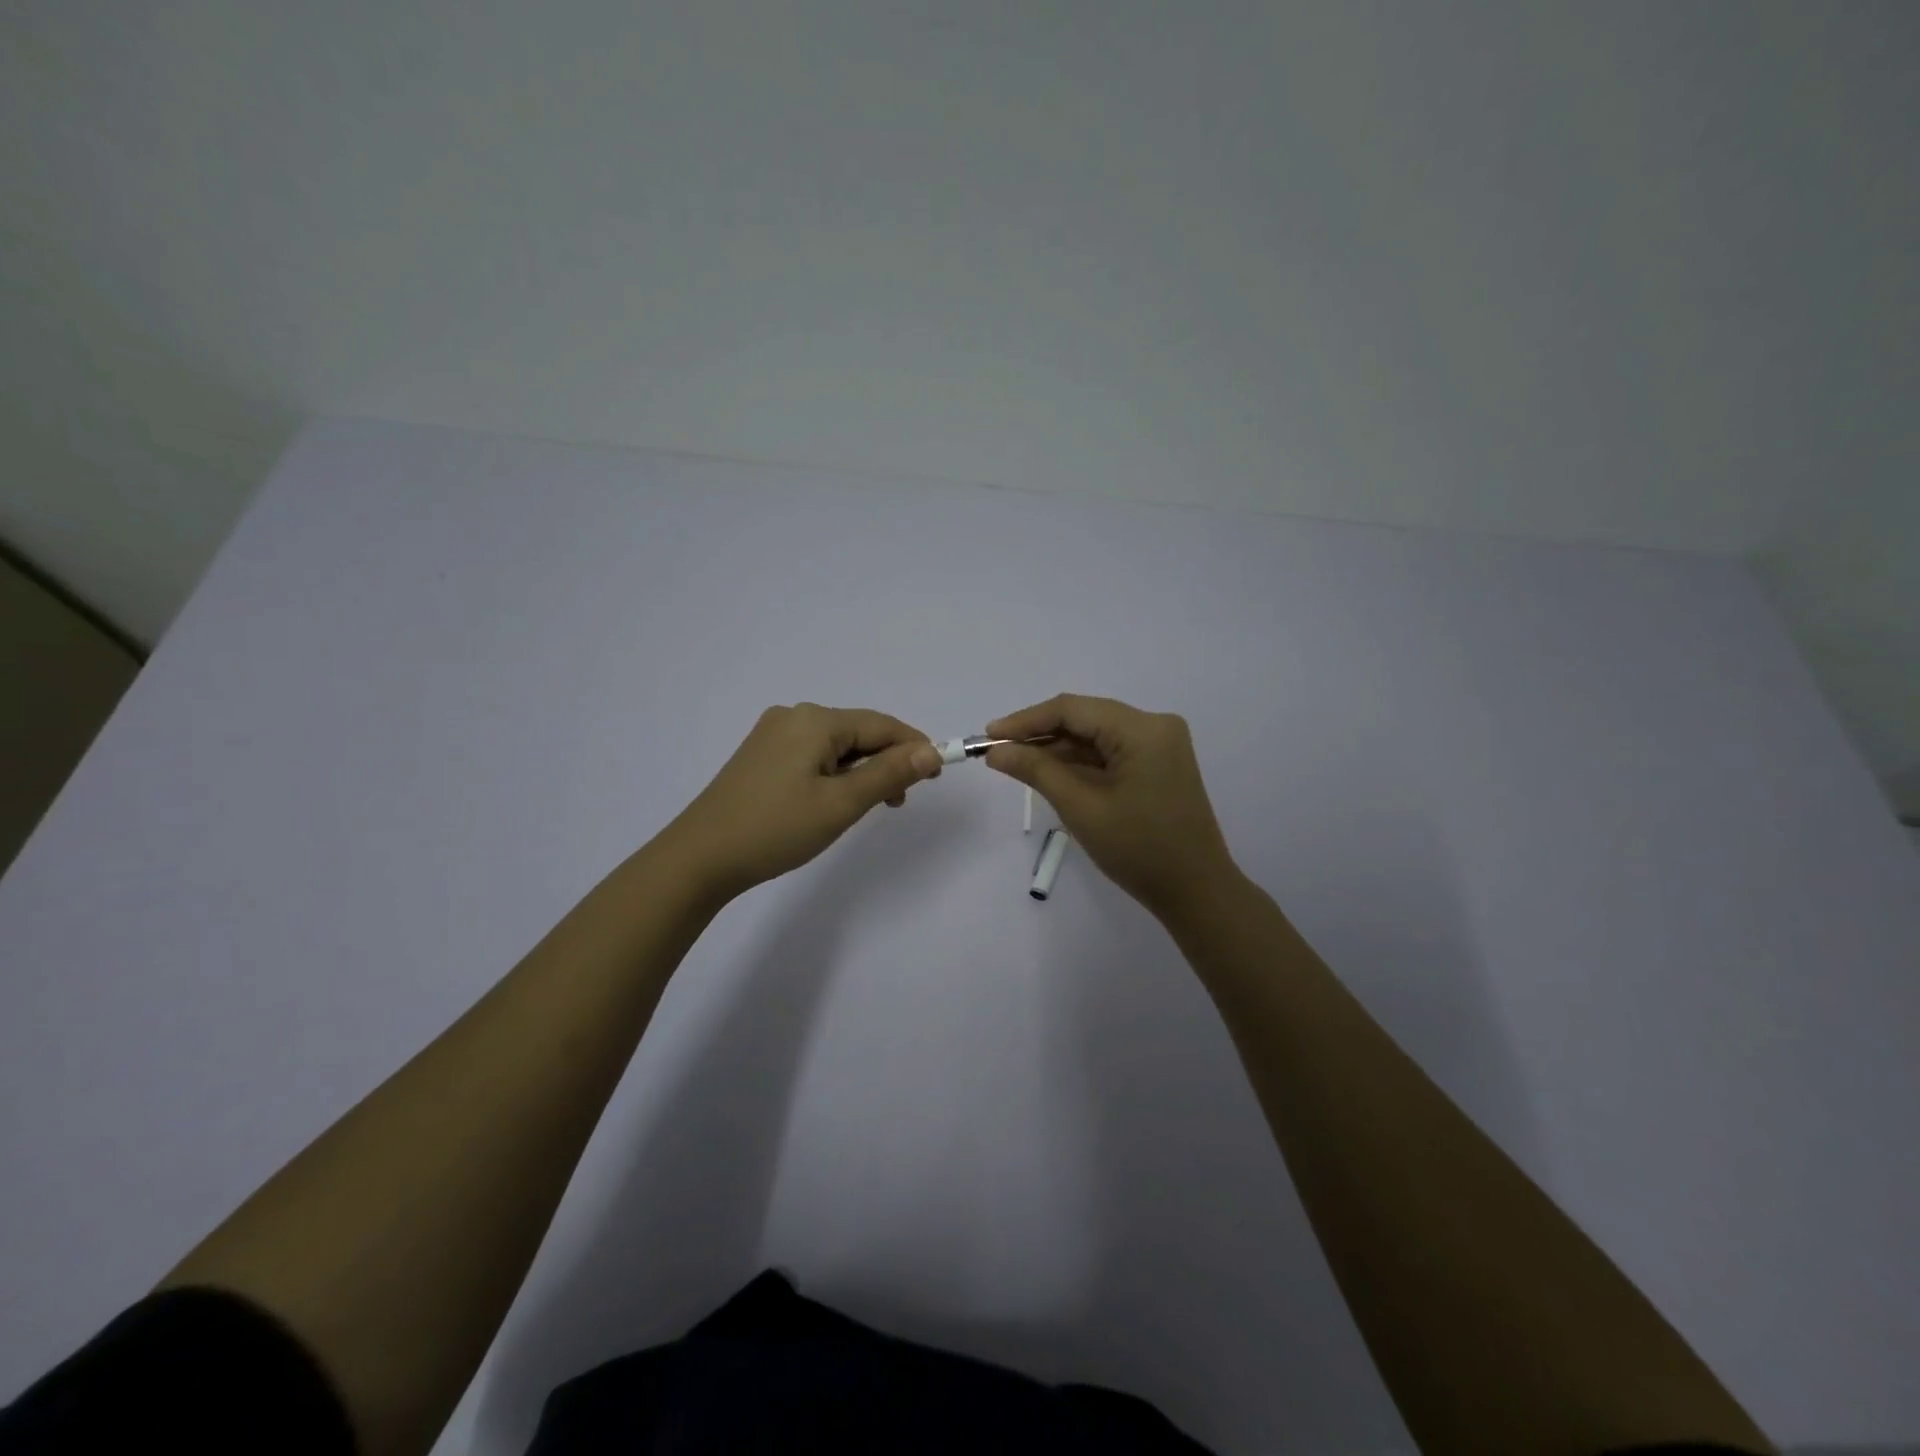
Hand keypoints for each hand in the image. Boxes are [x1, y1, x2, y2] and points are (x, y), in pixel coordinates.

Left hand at [659, 704, 942, 900]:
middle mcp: (794, 716)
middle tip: (900, 801)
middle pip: (858, 732)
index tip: (937, 776)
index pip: (881, 724)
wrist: (700, 857)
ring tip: (871, 806)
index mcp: (814, 720)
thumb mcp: (841, 803)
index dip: (914, 746)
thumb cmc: (776, 829)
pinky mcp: (761, 756)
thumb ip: (889, 773)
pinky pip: (813, 755)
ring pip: (836, 746)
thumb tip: (931, 751)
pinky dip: (835, 774)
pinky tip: (835, 800)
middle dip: (886, 762)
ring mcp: (773, 735)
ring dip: (861, 771)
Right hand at [983, 694, 1237, 919]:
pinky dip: (1081, 762)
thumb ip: (1037, 771)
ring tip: (1016, 764)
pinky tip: (1051, 773)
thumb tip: (997, 752)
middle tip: (998, 752)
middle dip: (1040, 735)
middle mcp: (1155, 726)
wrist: (1196, 891)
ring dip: (1059, 749)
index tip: (988, 736)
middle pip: (1085, 718)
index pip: (1072, 709)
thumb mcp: (1081, 808)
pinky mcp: (1159, 763)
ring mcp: (1160, 744)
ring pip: (1096, 735)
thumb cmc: (1138, 850)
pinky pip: (1111, 751)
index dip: (1026, 721)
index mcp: (1142, 729)